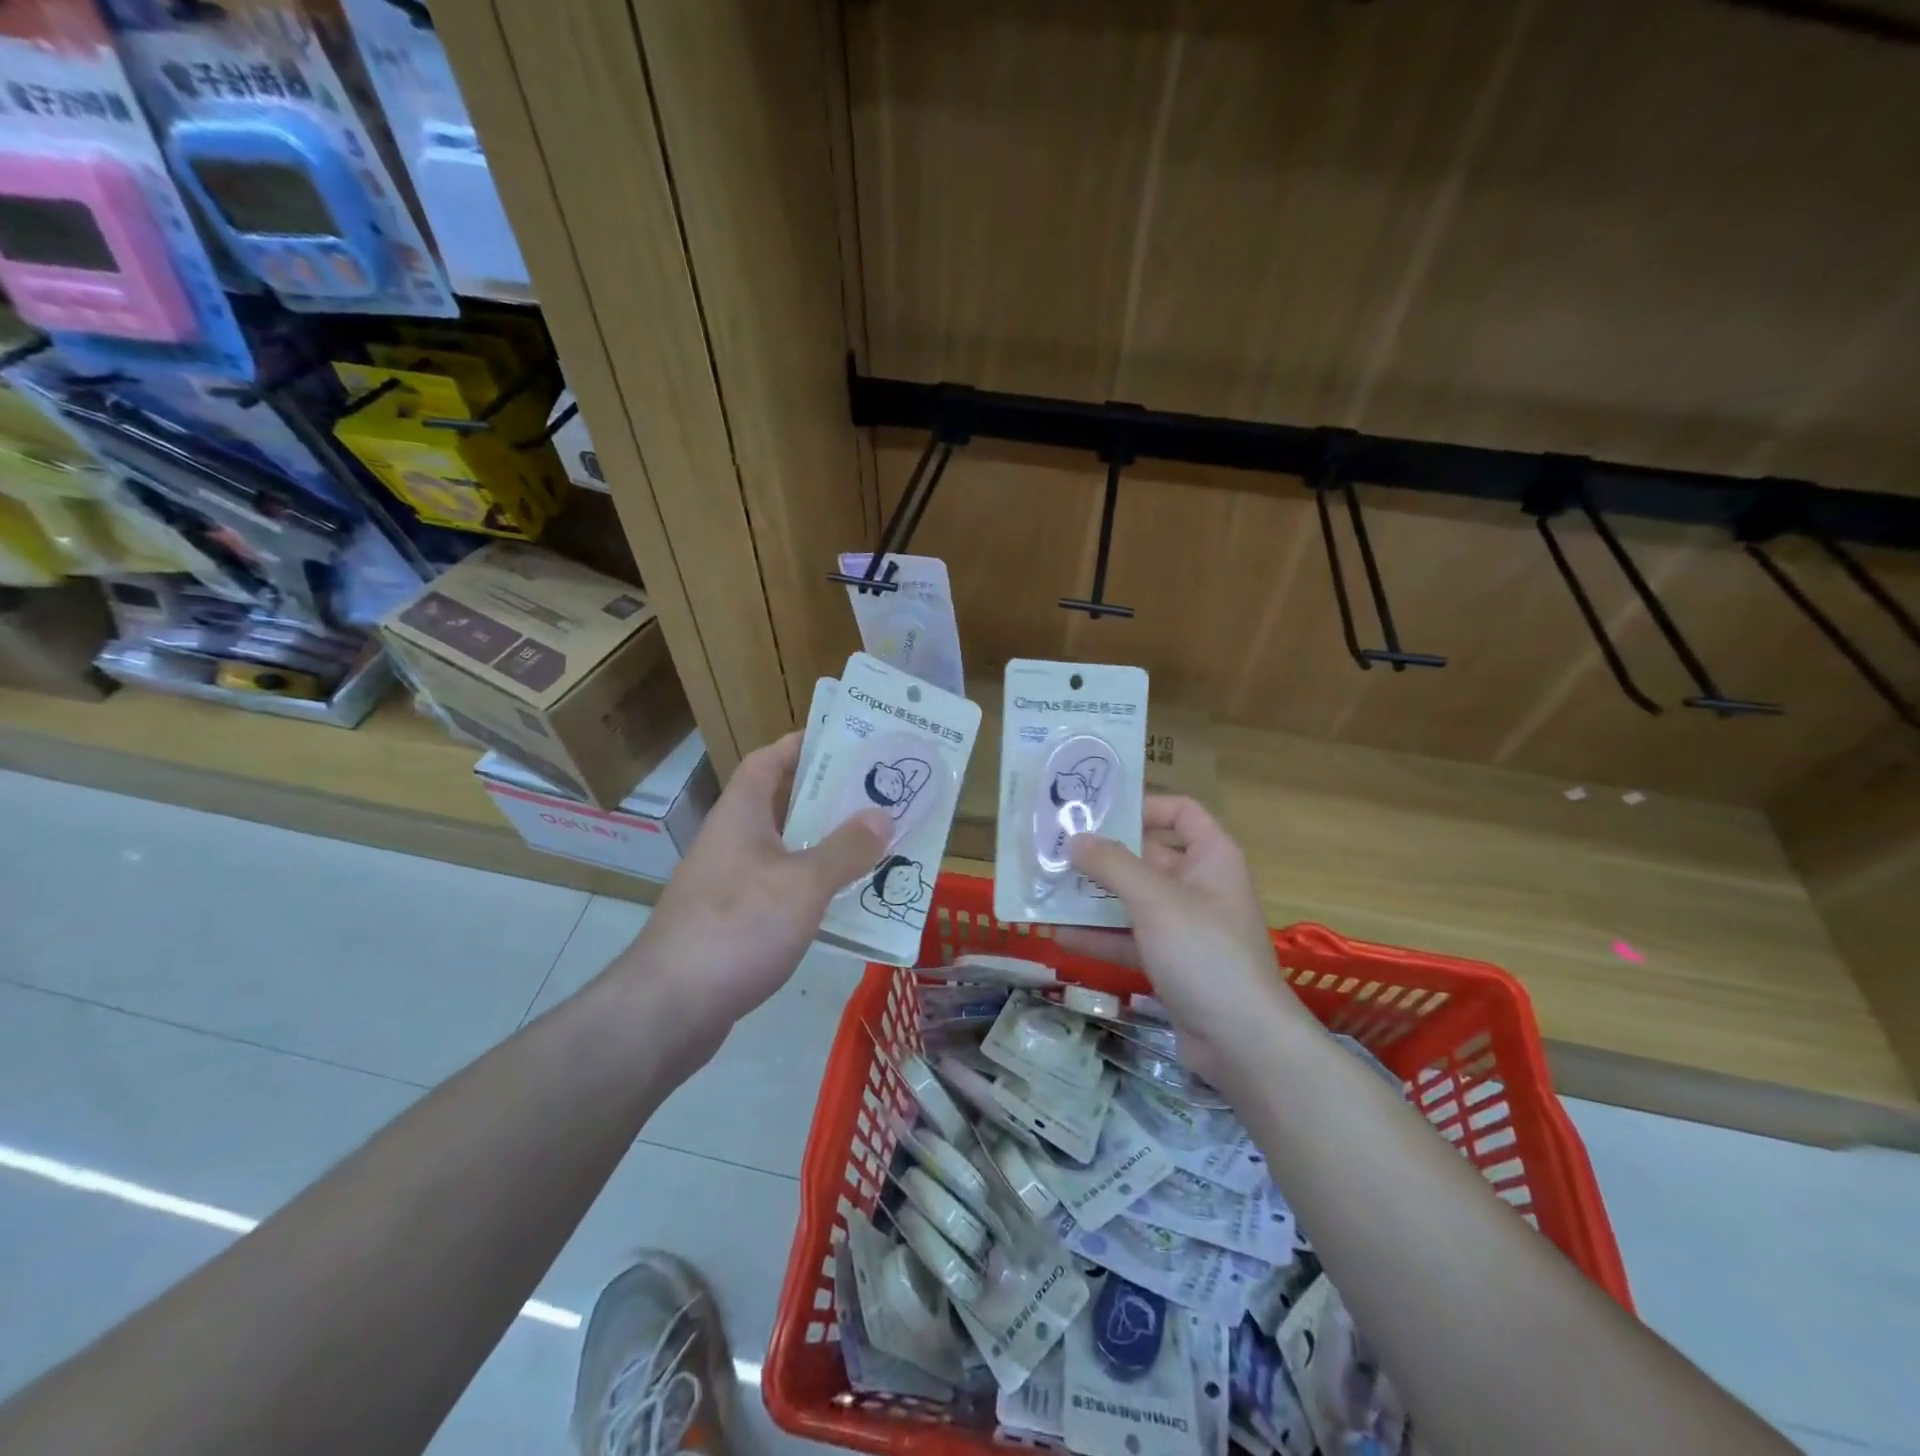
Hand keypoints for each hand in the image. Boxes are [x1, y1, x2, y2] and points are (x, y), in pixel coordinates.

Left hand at [622, 732, 888, 1041]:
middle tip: (876, 795)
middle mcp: (730, 841)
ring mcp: (727, 884)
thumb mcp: (803, 884)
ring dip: (822, 846)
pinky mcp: (730, 923)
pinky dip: (810, 888)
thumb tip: (881, 815)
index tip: (845, 740)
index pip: (768, 761)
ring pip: (783, 851)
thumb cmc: (738, 927)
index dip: (802, 745)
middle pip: (781, 805)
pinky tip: (842, 902)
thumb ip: (845, 849)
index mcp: (740, 815)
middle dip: (826, 798)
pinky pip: (779, 890)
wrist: (670, 1008)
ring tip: (872, 844)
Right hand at [1057, 795, 1303, 1084]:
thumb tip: (1075, 839)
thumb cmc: (1205, 953)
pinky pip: (1130, 938)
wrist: (1243, 1043)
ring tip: (1047, 891)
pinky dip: (1100, 936)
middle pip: (1147, 856)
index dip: (1143, 805)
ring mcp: (1184, 926)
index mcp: (1211, 858)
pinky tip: (1061, 936)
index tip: (1098, 812)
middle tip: (1054, 850)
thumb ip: (1113, 865)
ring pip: (1133, 900)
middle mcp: (1199, 885)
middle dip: (1102, 856)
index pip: (1180, 812)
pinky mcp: (1171, 962)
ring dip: (1093, 898)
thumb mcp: (1156, 901)